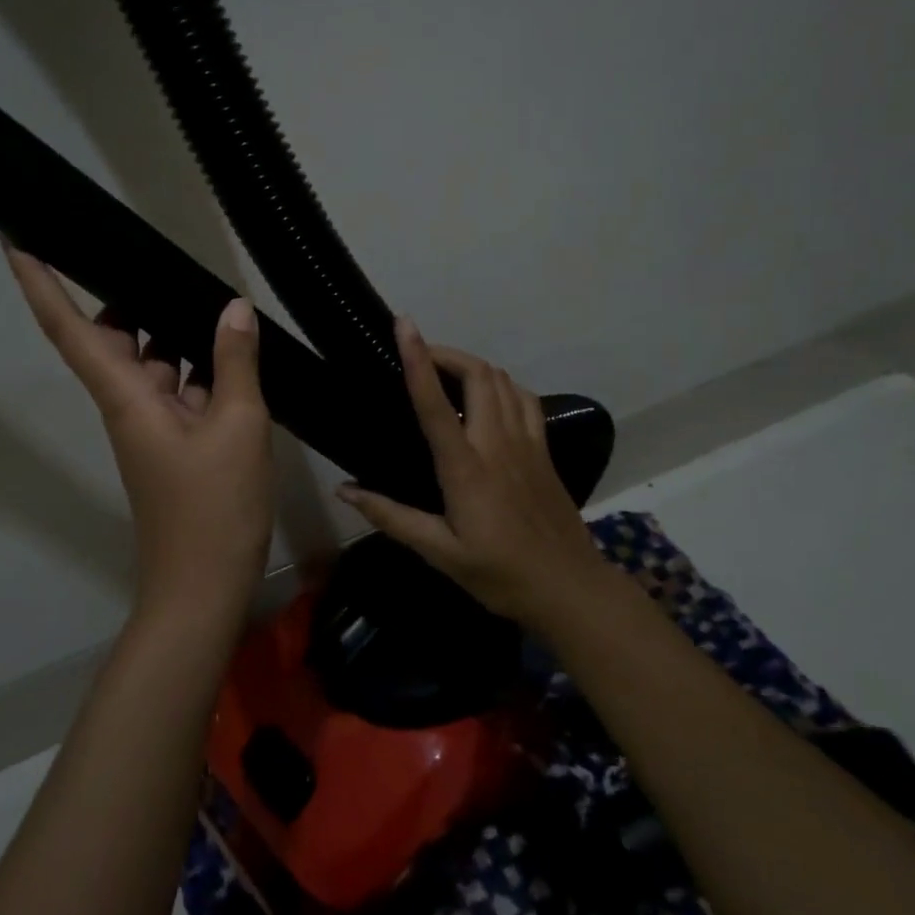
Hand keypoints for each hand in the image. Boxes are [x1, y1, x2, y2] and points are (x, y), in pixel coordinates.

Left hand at [3, 243, 273, 622]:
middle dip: (123, 296)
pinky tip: (231, 348)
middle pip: (110, 337)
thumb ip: (235, 363)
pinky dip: (198, 366)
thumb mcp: (237, 428)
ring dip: (168, 329)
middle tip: (150, 253)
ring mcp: (151, 425)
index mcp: (124, 397)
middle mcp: (127, 404)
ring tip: (203, 292)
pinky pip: (178, 388)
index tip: (14, 238)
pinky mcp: (174, 442)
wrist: (204, 588)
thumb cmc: (213, 509)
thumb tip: (233, 308)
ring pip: (150, 361)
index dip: (38, 281)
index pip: (68, 327)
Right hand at [337, 315, 606, 626]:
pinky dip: (502, 385)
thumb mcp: (439, 553)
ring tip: (447, 372)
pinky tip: (488, 397)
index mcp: (466, 469)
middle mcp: (497, 445)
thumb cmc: (500, 575)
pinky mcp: (544, 450)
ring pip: (503, 381)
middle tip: (419, 355)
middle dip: (447, 353)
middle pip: (477, 375)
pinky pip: (525, 399)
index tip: (403, 325)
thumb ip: (391, 516)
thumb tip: (344, 490)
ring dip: (473, 365)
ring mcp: (527, 444)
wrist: (570, 589)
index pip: (435, 404)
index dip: (417, 359)